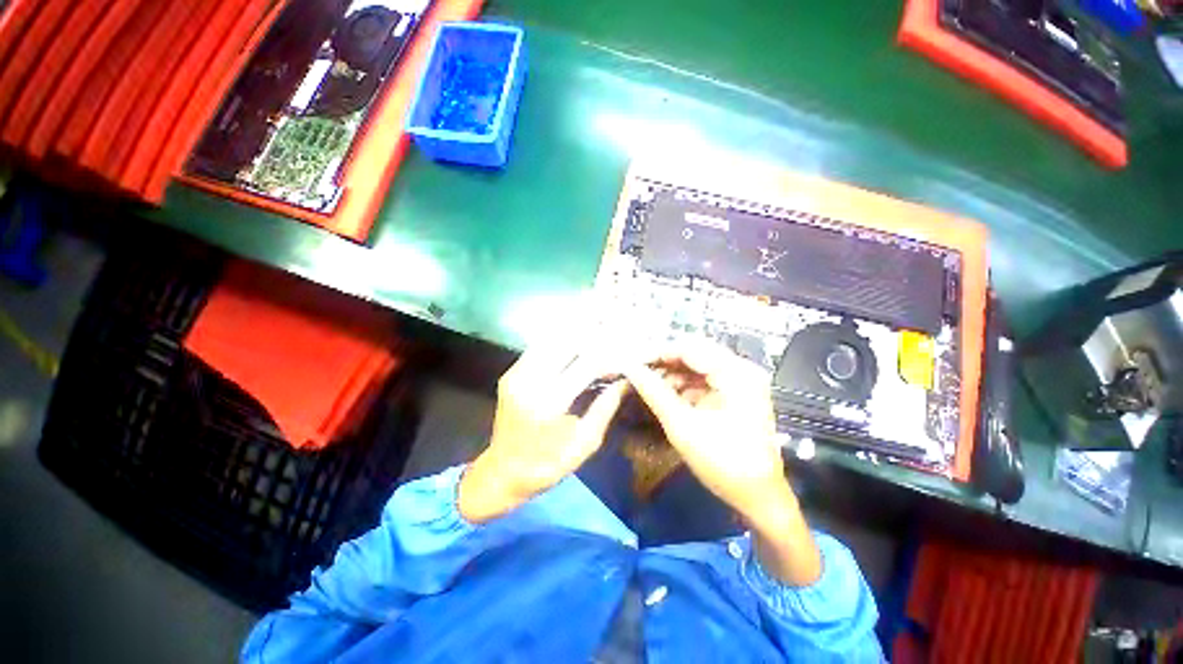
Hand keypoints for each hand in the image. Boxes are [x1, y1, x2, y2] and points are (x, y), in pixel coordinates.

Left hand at [458, 337, 628, 523]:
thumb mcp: (584, 445)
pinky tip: (575, 337)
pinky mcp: (510, 373)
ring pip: (552, 339)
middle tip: (616, 330)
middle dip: (595, 334)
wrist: (500, 473)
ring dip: (577, 332)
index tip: (627, 350)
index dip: (610, 353)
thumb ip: (605, 408)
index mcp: (550, 403)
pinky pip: (538, 347)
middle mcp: (531, 381)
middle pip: (568, 343)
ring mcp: (516, 374)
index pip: (587, 363)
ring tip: (599, 326)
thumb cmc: (547, 466)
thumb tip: (625, 381)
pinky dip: (559, 339)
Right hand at [625, 340, 821, 584]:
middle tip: (636, 371)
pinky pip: (702, 379)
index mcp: (736, 373)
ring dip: (671, 374)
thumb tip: (630, 368)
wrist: (758, 498)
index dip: (657, 352)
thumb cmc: (723, 463)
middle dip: (663, 362)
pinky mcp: (734, 393)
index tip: (631, 361)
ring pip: (696, 366)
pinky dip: (682, 385)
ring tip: (647, 384)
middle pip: (694, 353)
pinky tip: (665, 394)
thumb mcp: (682, 426)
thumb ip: (655, 392)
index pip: (689, 348)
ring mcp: (740, 381)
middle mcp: (741, 369)